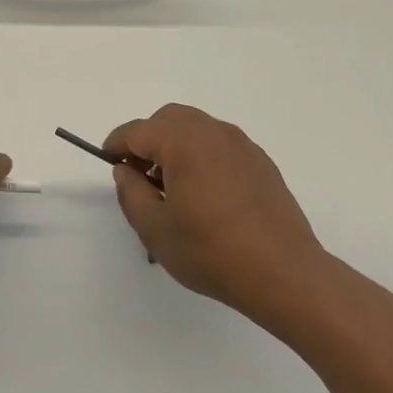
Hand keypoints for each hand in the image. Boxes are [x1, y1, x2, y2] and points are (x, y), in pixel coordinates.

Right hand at [105, 104, 328, 324]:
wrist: (284, 273)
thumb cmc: (211, 251)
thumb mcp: (155, 229)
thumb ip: (131, 192)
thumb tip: (125, 170)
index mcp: (183, 142)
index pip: (137, 131)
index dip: (116, 144)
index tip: (108, 162)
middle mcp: (213, 133)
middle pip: (169, 119)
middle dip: (147, 139)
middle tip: (139, 175)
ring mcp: (242, 145)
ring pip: (197, 128)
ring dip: (175, 145)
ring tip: (171, 186)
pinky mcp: (261, 162)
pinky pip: (220, 145)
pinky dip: (202, 155)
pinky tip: (204, 194)